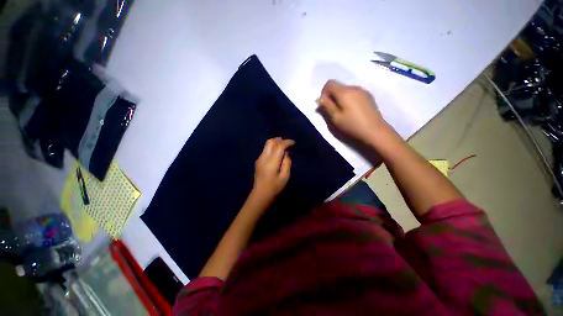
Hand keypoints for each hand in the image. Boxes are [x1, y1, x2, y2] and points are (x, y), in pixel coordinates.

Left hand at [252, 137, 293, 201]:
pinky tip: (276, 153)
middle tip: (287, 142)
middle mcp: (264, 157)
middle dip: (279, 140)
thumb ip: (287, 163)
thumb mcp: (285, 177)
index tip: (293, 143)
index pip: (279, 146)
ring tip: (283, 146)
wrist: (260, 194)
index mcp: (271, 162)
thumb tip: (286, 154)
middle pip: (270, 142)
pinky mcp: (258, 161)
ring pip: (267, 145)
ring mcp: (259, 159)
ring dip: (275, 143)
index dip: (286, 142)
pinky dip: (272, 148)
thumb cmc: (274, 187)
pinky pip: (265, 150)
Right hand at [317, 80, 387, 143]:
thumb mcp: (336, 118)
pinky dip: (348, 99)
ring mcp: (363, 91)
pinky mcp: (368, 96)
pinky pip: (354, 93)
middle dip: (331, 96)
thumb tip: (319, 98)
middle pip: (338, 86)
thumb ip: (327, 106)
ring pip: (346, 90)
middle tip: (332, 110)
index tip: (324, 104)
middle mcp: (354, 87)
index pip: (330, 83)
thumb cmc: (352, 125)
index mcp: (345, 92)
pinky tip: (351, 111)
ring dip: (340, 98)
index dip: (323, 92)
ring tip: (342, 111)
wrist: (375, 131)